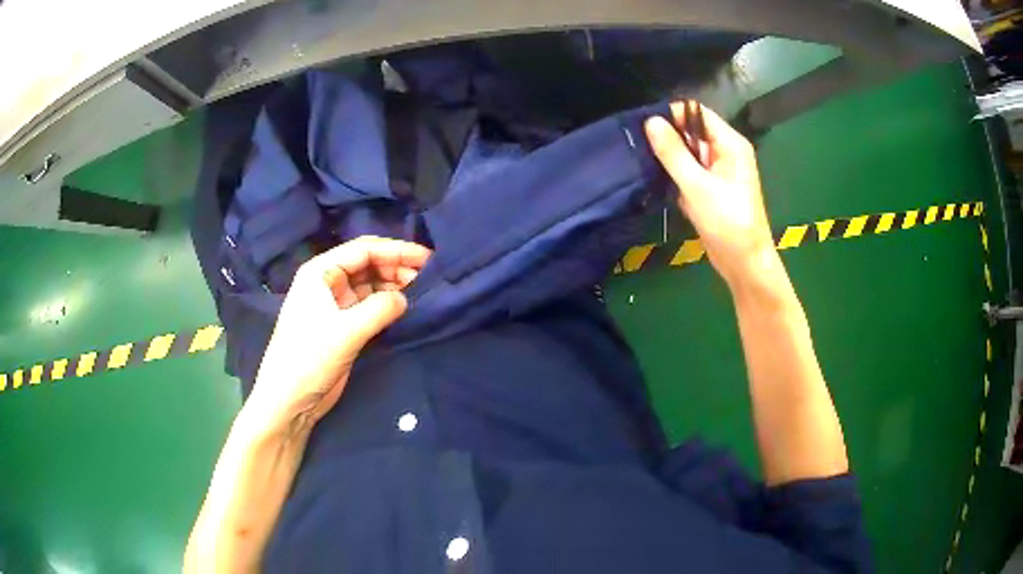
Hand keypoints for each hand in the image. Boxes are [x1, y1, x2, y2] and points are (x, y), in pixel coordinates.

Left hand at [245, 236, 431, 432]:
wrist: (290, 399)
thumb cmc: (310, 358)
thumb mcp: (347, 331)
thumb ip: (380, 308)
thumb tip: (405, 298)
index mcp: (320, 272)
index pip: (363, 250)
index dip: (396, 250)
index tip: (427, 257)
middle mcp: (326, 281)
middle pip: (367, 263)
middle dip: (396, 266)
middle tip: (427, 277)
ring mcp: (333, 303)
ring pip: (369, 283)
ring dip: (393, 284)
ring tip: (420, 290)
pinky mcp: (340, 324)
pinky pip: (367, 304)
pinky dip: (386, 303)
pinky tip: (404, 306)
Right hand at [645, 102, 775, 286]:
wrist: (744, 263)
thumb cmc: (727, 223)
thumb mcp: (697, 186)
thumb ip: (673, 152)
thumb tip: (651, 121)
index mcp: (730, 144)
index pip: (697, 113)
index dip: (672, 115)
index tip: (645, 126)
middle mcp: (726, 152)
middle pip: (692, 132)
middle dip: (669, 138)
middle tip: (641, 147)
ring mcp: (719, 171)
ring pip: (688, 153)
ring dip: (671, 160)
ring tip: (648, 166)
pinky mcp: (712, 188)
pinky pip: (690, 172)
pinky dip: (677, 177)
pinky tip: (664, 186)